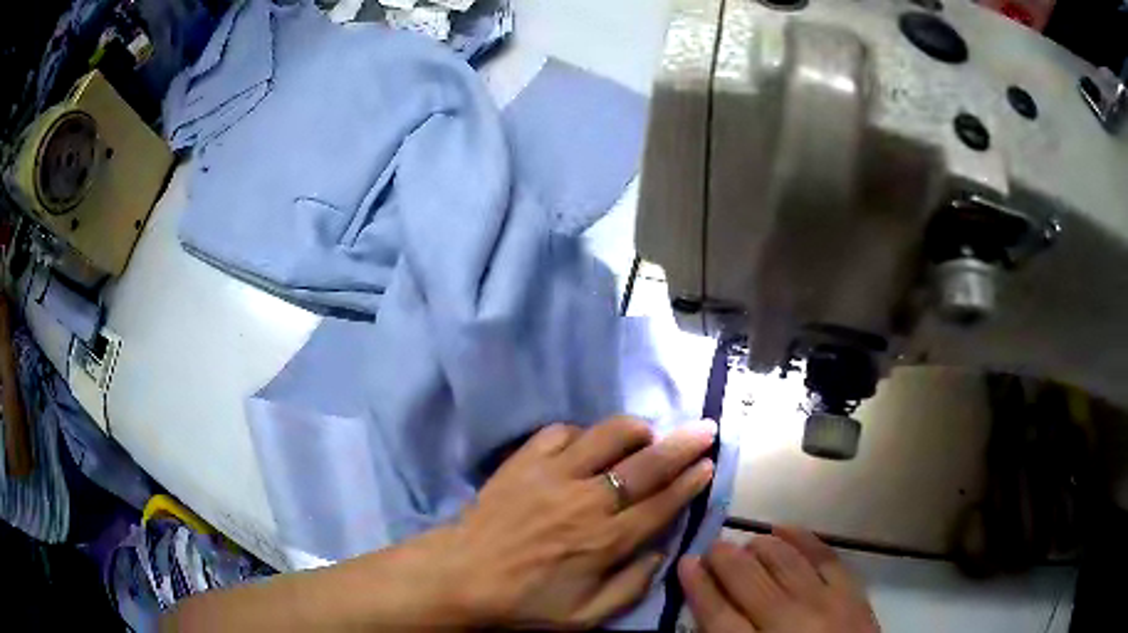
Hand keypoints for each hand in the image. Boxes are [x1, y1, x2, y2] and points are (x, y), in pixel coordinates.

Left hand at [435, 416, 715, 628]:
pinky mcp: (523, 461)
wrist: (460, 576)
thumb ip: (632, 587)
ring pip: (607, 435)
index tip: (708, 464)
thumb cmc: (525, 602)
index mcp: (605, 541)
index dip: (691, 481)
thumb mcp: (586, 616)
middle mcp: (586, 500)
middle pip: (647, 464)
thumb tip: (661, 551)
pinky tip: (585, 445)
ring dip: (635, 429)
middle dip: (683, 444)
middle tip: (705, 429)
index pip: (662, 503)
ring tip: (647, 434)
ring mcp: (552, 475)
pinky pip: (561, 431)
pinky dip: (581, 434)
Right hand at [679, 527, 879, 632]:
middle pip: (749, 581)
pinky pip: (825, 556)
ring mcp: (825, 603)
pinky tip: (784, 527)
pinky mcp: (852, 592)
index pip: (718, 615)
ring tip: (745, 542)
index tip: (685, 563)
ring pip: (784, 562)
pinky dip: (802, 538)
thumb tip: (710, 610)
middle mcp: (789, 622)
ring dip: (759, 546)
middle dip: (724, 559)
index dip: (698, 587)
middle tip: (711, 547)